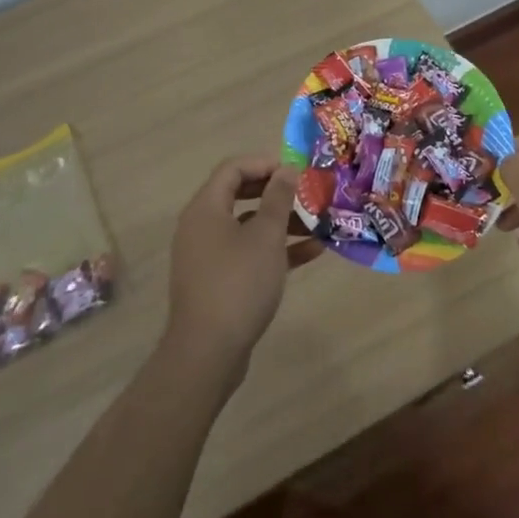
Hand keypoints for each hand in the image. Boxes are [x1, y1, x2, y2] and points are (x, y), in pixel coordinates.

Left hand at [163, 155, 298, 381]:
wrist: (207, 354)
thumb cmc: (238, 283)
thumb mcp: (266, 236)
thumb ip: (278, 198)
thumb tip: (287, 169)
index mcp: (206, 208)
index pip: (233, 167)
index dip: (265, 163)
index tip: (296, 171)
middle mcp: (201, 226)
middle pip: (239, 193)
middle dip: (276, 192)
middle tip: (306, 193)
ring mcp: (208, 255)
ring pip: (247, 225)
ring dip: (281, 222)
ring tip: (317, 223)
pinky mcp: (217, 281)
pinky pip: (247, 253)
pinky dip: (275, 249)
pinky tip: (311, 252)